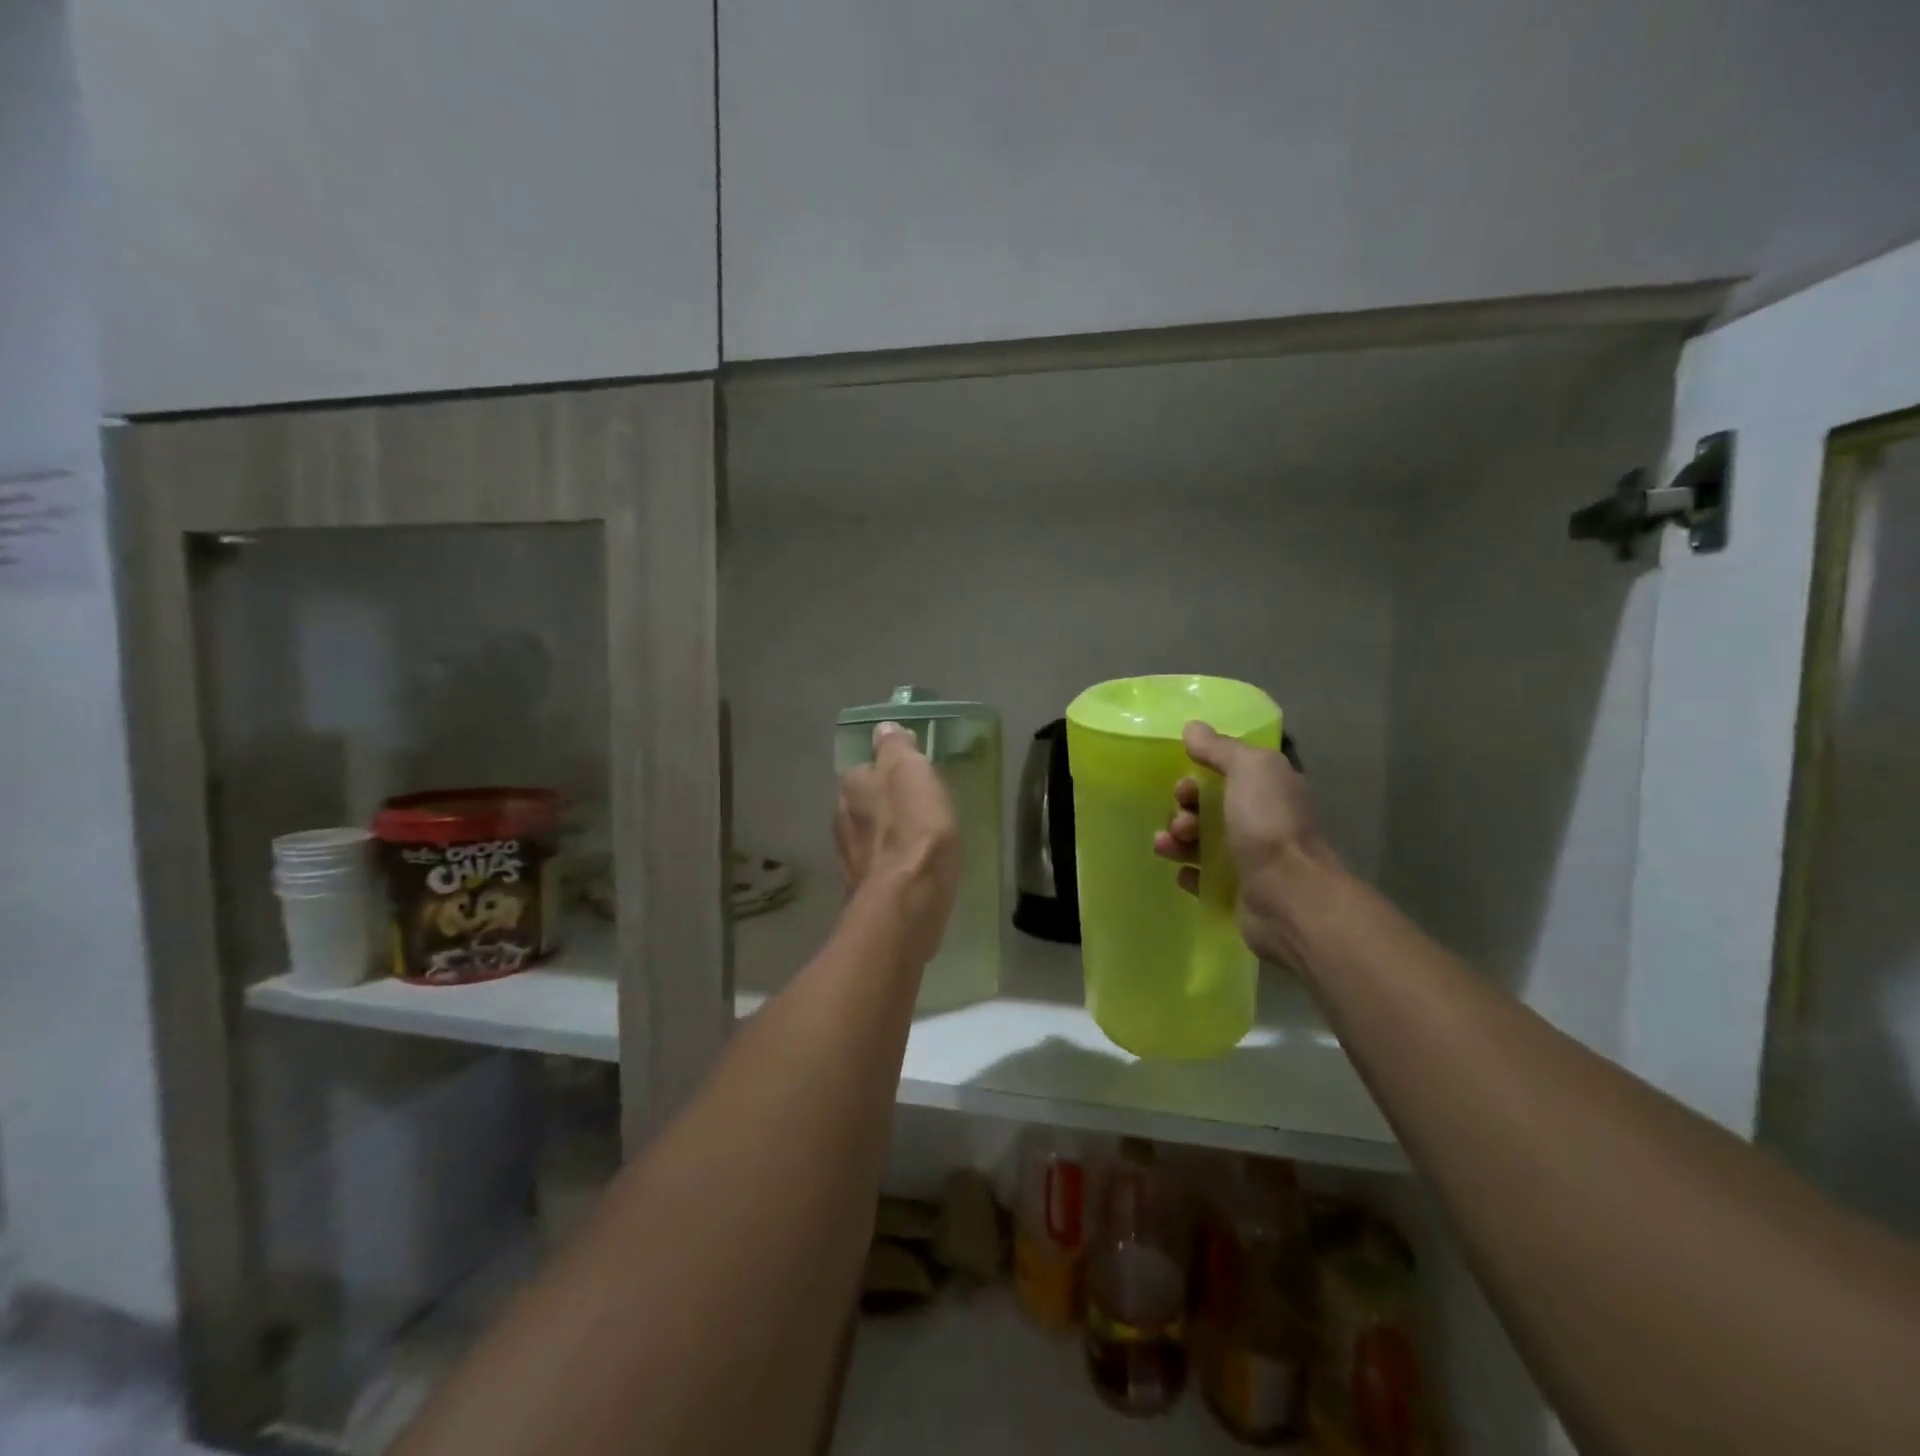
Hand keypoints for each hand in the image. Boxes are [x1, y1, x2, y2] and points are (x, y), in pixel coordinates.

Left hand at [834, 723, 961, 964]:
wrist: (907, 900)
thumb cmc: (915, 827)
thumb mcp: (911, 771)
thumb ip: (896, 748)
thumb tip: (883, 729)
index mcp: (852, 786)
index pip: (864, 767)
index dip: (885, 770)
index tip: (909, 776)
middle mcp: (841, 818)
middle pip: (862, 803)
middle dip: (882, 804)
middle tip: (914, 807)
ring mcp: (849, 858)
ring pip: (866, 836)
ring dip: (884, 835)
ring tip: (914, 840)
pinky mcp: (862, 891)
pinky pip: (877, 867)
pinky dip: (889, 864)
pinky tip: (909, 870)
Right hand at [1152, 721, 1343, 967]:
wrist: (1288, 896)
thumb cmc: (1268, 825)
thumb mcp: (1249, 769)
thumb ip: (1220, 748)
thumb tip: (1192, 727)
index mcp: (1269, 788)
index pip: (1227, 773)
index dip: (1199, 775)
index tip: (1185, 785)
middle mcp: (1262, 821)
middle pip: (1208, 807)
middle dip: (1184, 809)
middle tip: (1182, 821)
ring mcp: (1250, 859)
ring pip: (1200, 841)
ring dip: (1178, 839)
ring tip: (1170, 847)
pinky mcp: (1236, 891)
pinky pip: (1202, 876)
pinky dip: (1188, 872)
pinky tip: (1183, 873)